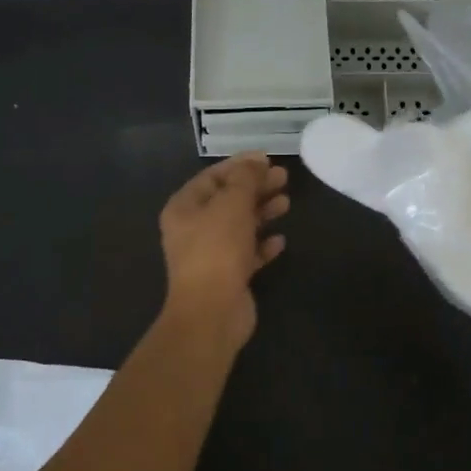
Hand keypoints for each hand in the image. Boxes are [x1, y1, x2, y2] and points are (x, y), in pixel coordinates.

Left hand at [158, 152, 289, 349]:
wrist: (212, 312)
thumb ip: (245, 179)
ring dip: (262, 213)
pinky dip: (262, 245)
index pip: (212, 177)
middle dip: (255, 188)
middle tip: (284, 178)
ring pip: (239, 226)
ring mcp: (210, 254)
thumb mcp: (232, 204)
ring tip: (286, 204)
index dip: (240, 165)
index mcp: (184, 207)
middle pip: (227, 200)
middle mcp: (193, 229)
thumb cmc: (217, 249)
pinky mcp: (227, 276)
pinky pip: (247, 253)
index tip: (268, 159)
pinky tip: (280, 241)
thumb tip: (256, 161)